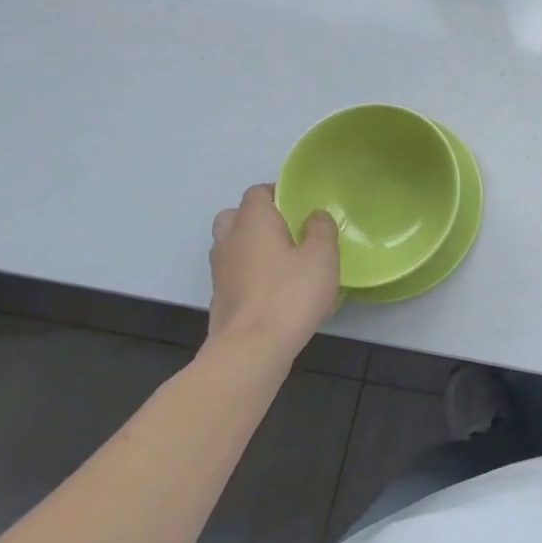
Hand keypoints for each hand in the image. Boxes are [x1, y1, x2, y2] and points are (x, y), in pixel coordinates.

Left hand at [206, 185, 340, 367]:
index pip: (257, 192)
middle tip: (287, 231)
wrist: (251, 350)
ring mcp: (220, 271)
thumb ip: (321, 230)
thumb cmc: (290, 294)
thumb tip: (314, 216)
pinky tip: (275, 290)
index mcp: (252, 222)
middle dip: (258, 218)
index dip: (278, 193)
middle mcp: (229, 240)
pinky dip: (250, 274)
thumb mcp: (321, 257)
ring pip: (232, 246)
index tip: (300, 205)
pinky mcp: (220, 298)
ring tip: (284, 262)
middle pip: (235, 216)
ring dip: (252, 247)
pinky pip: (235, 273)